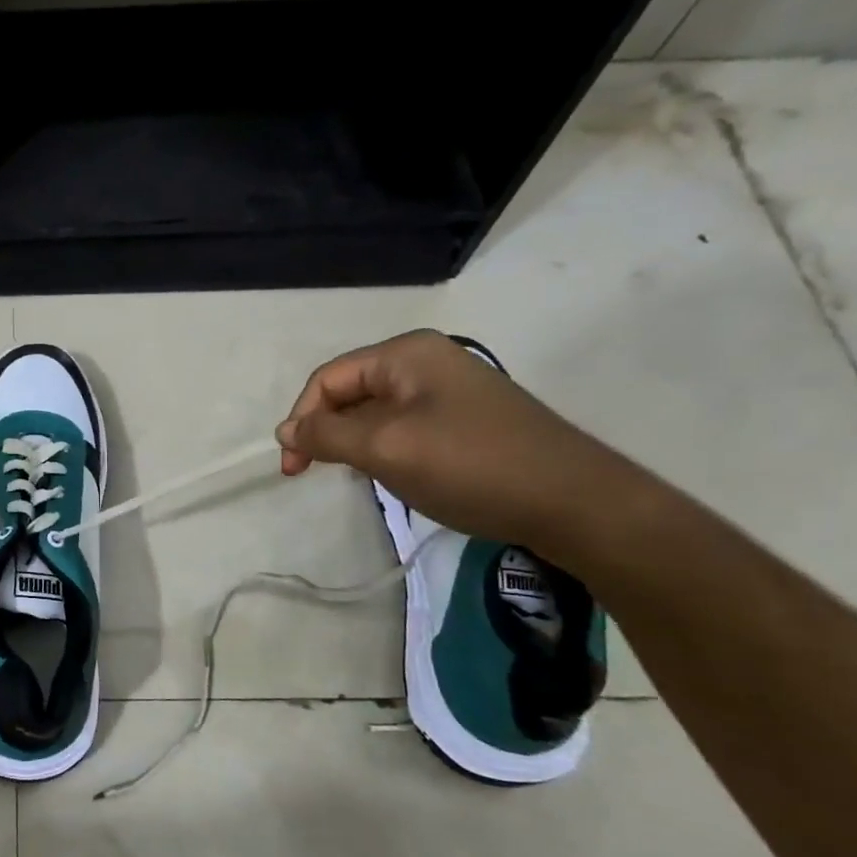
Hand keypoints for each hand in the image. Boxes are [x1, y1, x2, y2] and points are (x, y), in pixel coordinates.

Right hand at [275, 330, 642, 551]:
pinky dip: (384, 450)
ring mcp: (448, 390)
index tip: (293, 468)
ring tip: (356, 477)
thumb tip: (284, 431)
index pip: (328, 379)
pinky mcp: (464, 420)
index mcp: (406, 354)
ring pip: (375, 413)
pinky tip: (391, 476)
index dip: (302, 420)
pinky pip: (403, 427)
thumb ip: (326, 436)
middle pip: (350, 393)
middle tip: (315, 474)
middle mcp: (425, 362)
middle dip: (326, 432)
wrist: (572, 501)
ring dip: (354, 444)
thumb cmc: (469, 465)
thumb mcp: (385, 448)